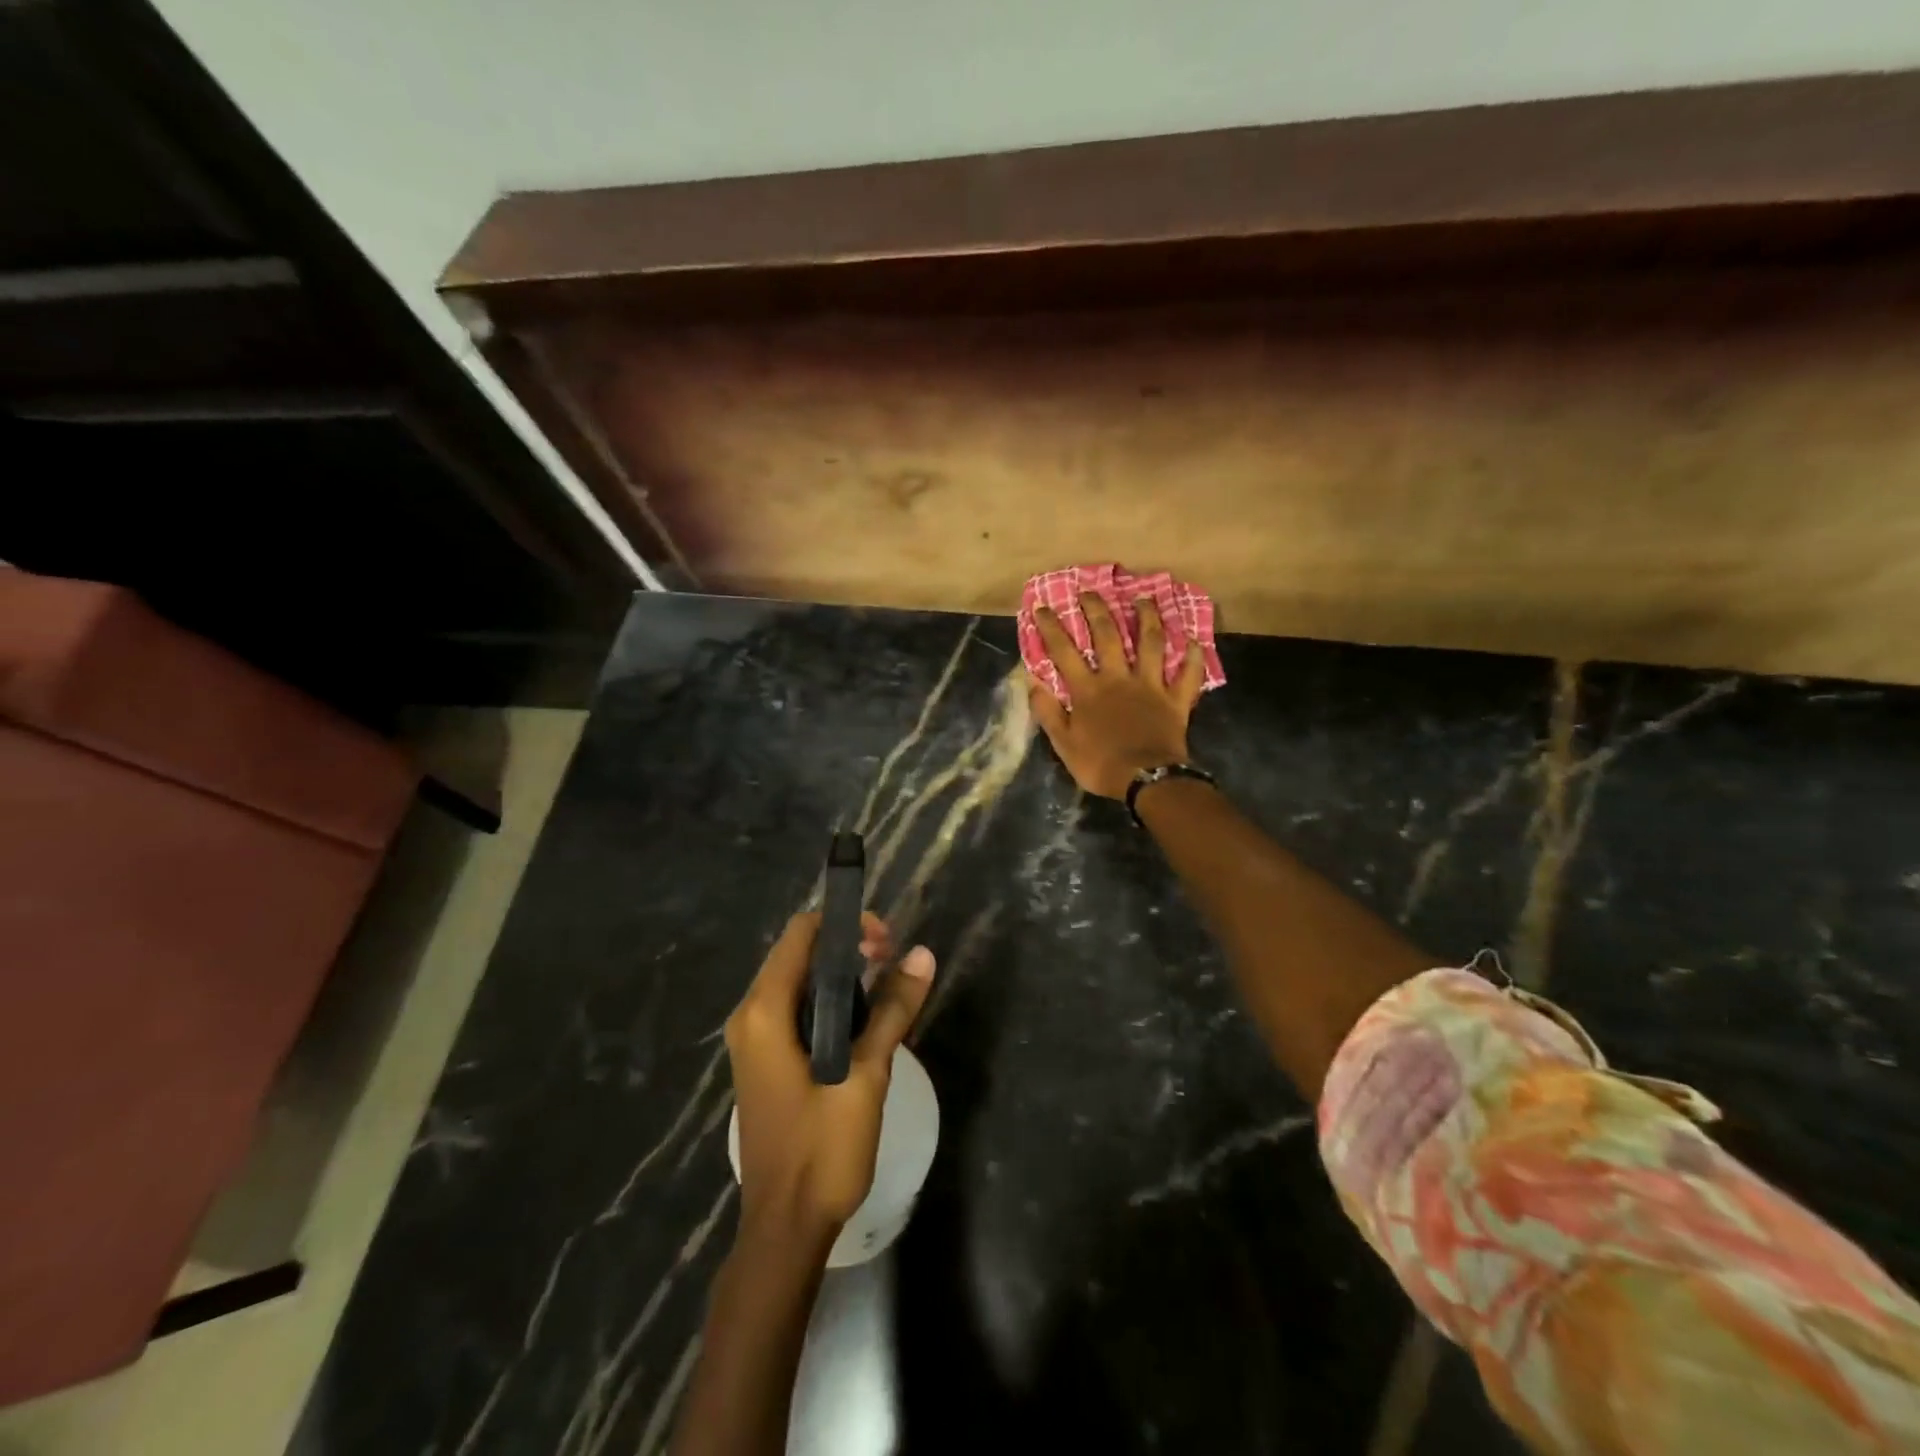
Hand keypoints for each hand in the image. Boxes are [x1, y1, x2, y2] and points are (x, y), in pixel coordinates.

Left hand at [725, 912, 935, 1239]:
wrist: (785, 1229)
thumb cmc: (822, 1151)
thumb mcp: (866, 1076)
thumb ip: (892, 1011)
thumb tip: (923, 954)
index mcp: (764, 1012)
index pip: (801, 934)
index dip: (846, 925)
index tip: (887, 943)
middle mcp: (750, 1017)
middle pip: (798, 954)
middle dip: (847, 947)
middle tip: (892, 963)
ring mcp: (753, 1041)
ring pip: (798, 982)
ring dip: (840, 975)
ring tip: (884, 987)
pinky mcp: (764, 1061)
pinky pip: (794, 1010)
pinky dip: (827, 1002)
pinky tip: (861, 1020)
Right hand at [1029, 594, 1205, 798]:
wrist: (1147, 780)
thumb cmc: (1101, 764)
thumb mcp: (1063, 744)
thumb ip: (1049, 712)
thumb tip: (1033, 683)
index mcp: (1088, 690)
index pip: (1064, 652)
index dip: (1052, 628)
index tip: (1043, 607)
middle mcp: (1118, 678)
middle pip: (1107, 635)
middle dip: (1096, 610)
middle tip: (1089, 591)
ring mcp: (1150, 685)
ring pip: (1150, 643)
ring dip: (1148, 618)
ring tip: (1145, 599)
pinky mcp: (1175, 699)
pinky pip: (1187, 674)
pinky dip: (1192, 657)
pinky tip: (1193, 641)